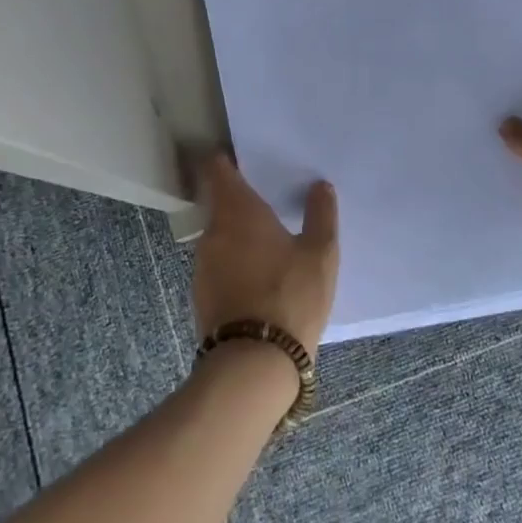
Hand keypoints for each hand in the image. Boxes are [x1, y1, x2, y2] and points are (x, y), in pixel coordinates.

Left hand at [192, 155, 340, 356]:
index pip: (218, 170)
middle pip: (220, 203)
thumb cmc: (290, 296)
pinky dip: (235, 264)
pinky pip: (219, 265)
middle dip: (241, 202)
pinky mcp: (201, 295)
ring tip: (269, 244)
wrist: (253, 363)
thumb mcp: (320, 254)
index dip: (228, 160)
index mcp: (237, 212)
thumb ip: (321, 215)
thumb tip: (320, 186)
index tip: (245, 159)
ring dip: (239, 236)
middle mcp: (212, 231)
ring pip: (220, 237)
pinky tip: (258, 278)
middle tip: (271, 205)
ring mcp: (202, 265)